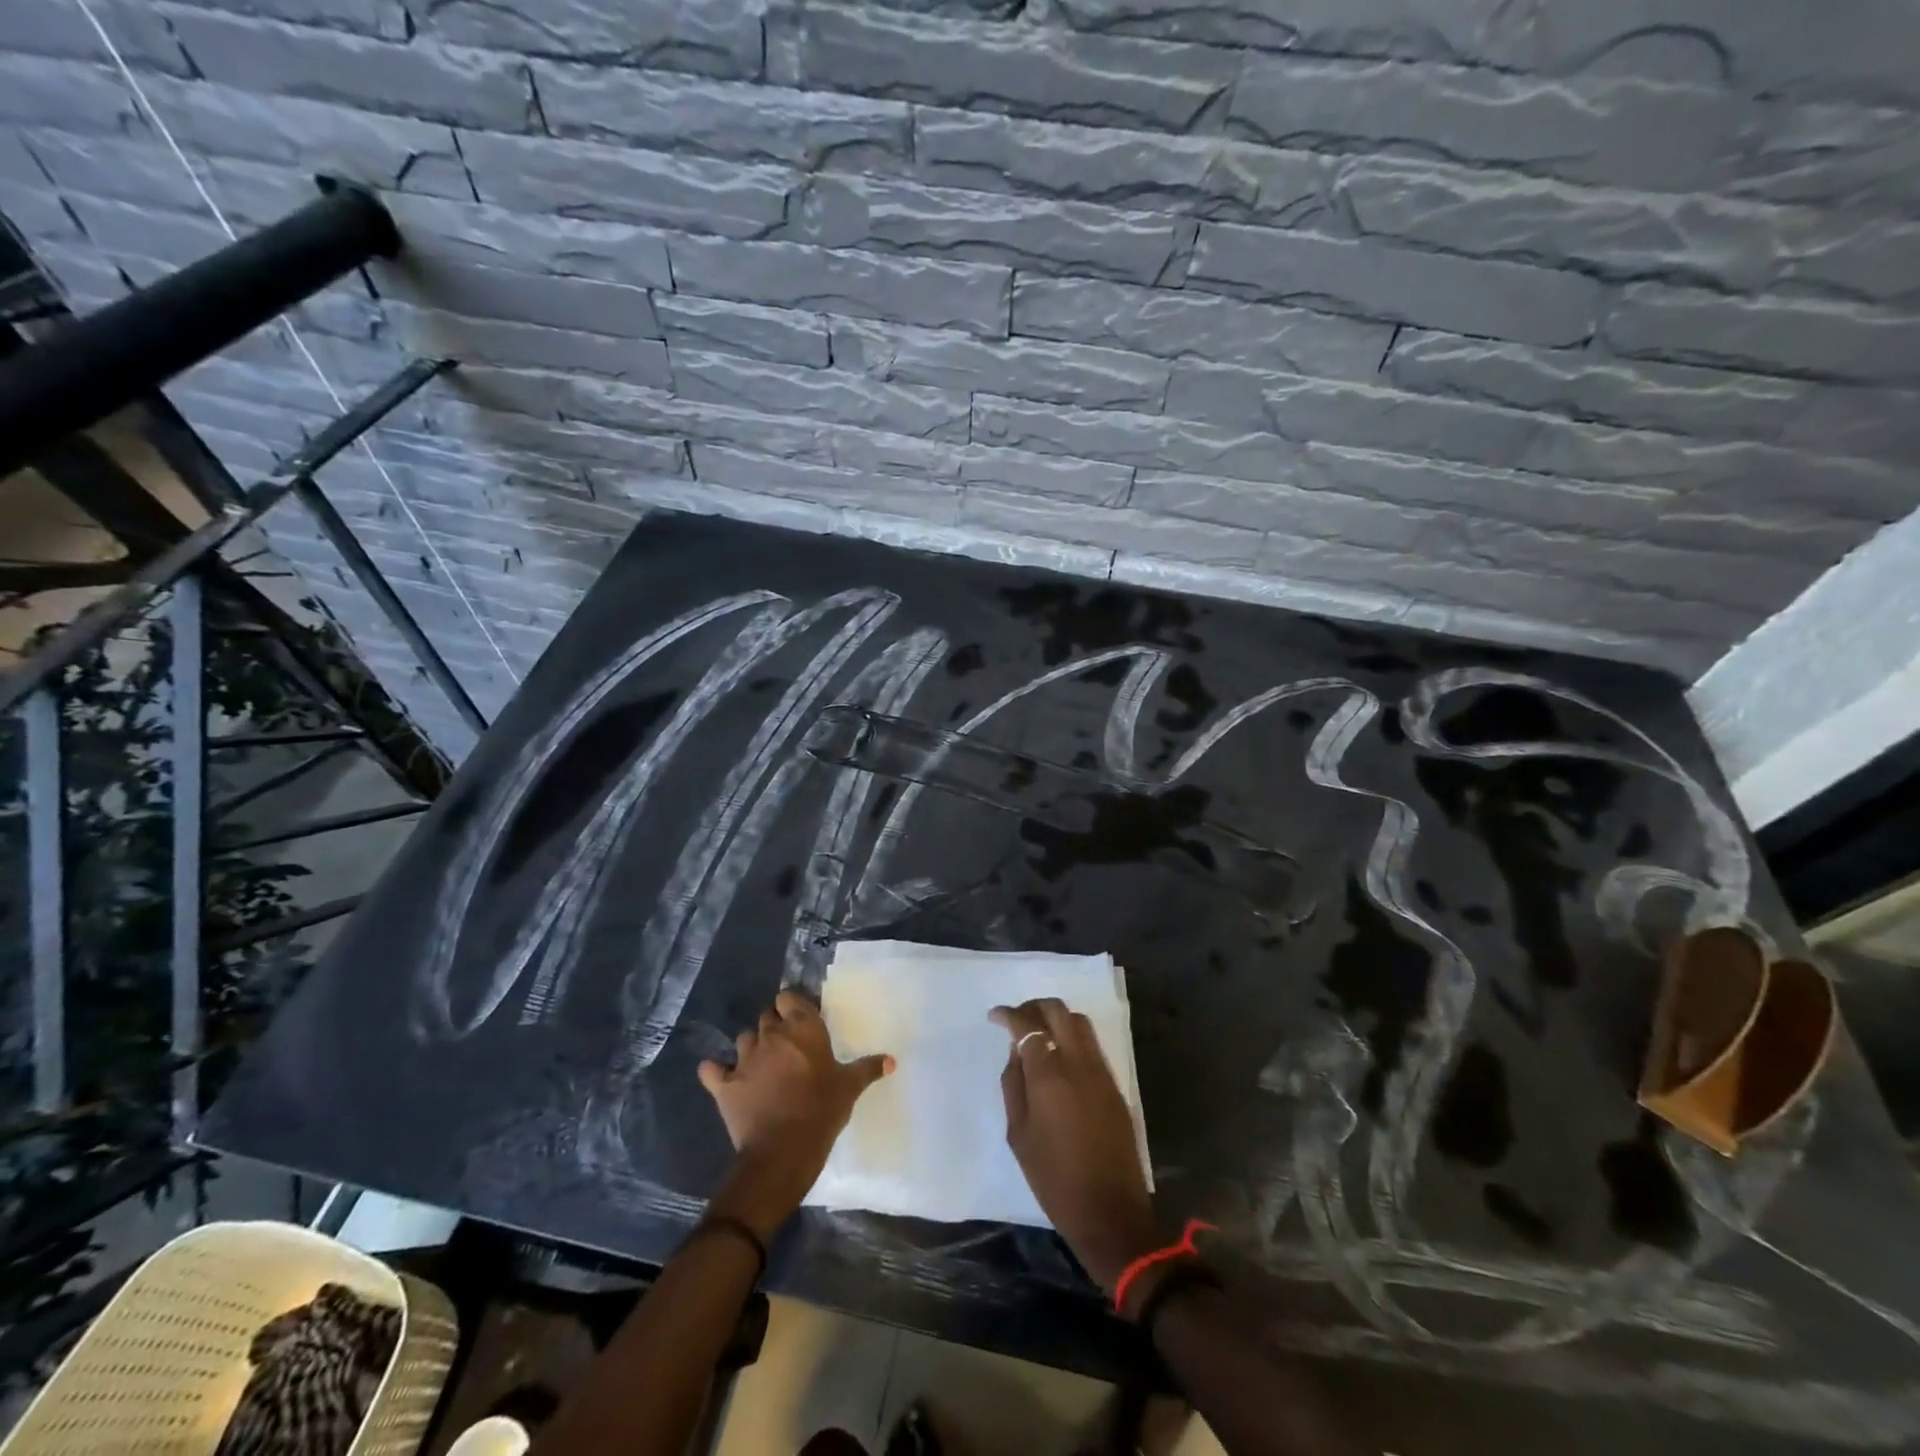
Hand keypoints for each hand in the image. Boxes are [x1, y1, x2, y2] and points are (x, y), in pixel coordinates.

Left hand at [699, 989, 892, 1239]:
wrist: (781, 1153)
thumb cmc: (821, 1112)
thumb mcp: (849, 1089)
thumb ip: (867, 1069)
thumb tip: (891, 1060)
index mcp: (802, 1029)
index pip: (788, 997)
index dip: (792, 1006)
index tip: (801, 1019)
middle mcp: (771, 1036)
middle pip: (766, 1016)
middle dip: (774, 1025)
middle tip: (787, 1045)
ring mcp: (744, 1059)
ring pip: (743, 1038)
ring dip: (751, 1046)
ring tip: (762, 1063)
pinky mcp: (723, 1085)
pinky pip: (711, 1070)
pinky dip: (715, 1071)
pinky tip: (721, 1076)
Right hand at [992, 998, 1158, 1293]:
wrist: (1109, 1211)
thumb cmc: (1054, 1178)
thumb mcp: (1018, 1133)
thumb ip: (1014, 1084)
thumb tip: (1016, 1052)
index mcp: (1049, 1074)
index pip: (1027, 1025)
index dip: (1008, 1014)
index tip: (995, 1016)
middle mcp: (1078, 1063)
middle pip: (1058, 1011)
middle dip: (1034, 1007)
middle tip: (1017, 1019)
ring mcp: (1101, 1072)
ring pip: (1080, 1022)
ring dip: (1056, 1018)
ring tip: (1038, 1032)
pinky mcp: (1115, 1086)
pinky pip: (1092, 1045)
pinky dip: (1072, 1037)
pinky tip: (1059, 1055)